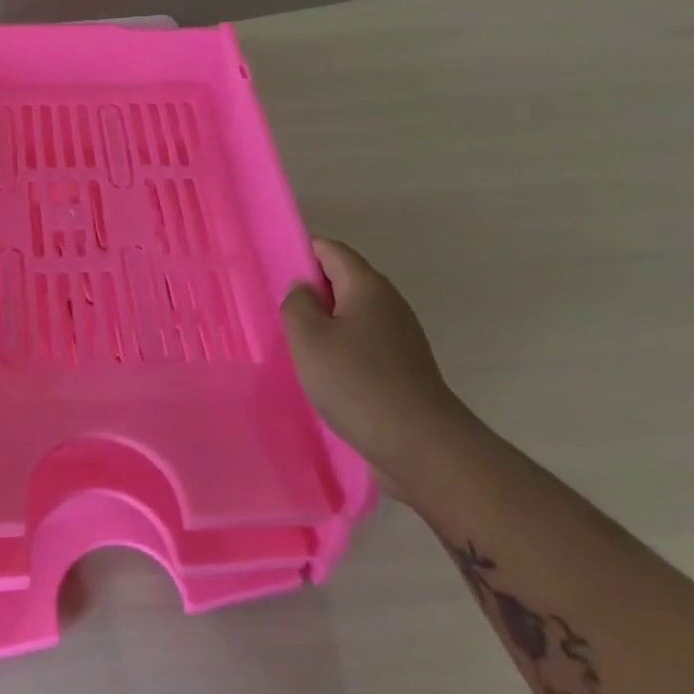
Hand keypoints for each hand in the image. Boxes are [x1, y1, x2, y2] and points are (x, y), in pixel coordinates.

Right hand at [282, 237, 474, 495]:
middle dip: (312, 290)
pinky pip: (364, 342)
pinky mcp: (404, 366)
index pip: (331, 249)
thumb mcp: (308, 337)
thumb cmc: (356, 381)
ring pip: (354, 314)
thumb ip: (297, 304)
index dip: (302, 252)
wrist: (420, 443)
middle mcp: (389, 302)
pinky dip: (342, 348)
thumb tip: (304, 290)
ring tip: (297, 344)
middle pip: (344, 280)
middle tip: (279, 311)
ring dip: (326, 323)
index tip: (274, 271)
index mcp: (366, 285)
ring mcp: (401, 336)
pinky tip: (325, 372)